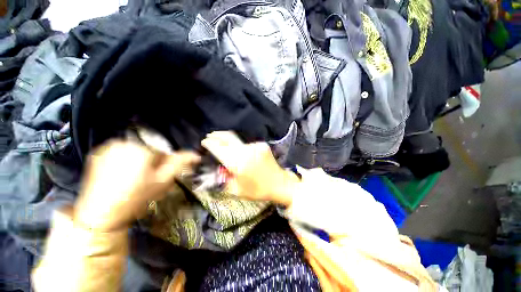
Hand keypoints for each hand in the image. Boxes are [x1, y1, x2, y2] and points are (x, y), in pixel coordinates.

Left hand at [74, 140, 199, 231]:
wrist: (100, 215)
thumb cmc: (136, 198)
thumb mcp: (163, 181)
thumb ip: (180, 164)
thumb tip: (196, 155)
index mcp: (142, 148)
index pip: (163, 152)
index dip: (164, 166)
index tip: (159, 179)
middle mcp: (125, 142)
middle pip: (149, 151)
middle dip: (151, 164)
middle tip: (146, 181)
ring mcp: (108, 147)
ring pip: (135, 152)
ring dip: (138, 162)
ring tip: (132, 180)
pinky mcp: (97, 154)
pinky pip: (120, 153)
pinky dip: (124, 161)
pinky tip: (120, 176)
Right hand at [201, 131, 297, 205]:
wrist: (279, 184)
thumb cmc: (258, 190)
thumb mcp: (237, 190)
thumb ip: (225, 178)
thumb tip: (219, 168)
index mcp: (237, 163)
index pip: (219, 148)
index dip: (210, 143)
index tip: (205, 141)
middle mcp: (246, 151)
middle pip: (228, 137)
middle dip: (217, 135)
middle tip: (211, 135)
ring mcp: (255, 146)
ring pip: (238, 141)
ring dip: (230, 143)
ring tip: (226, 146)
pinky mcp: (262, 145)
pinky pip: (248, 145)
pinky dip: (242, 148)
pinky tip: (243, 154)